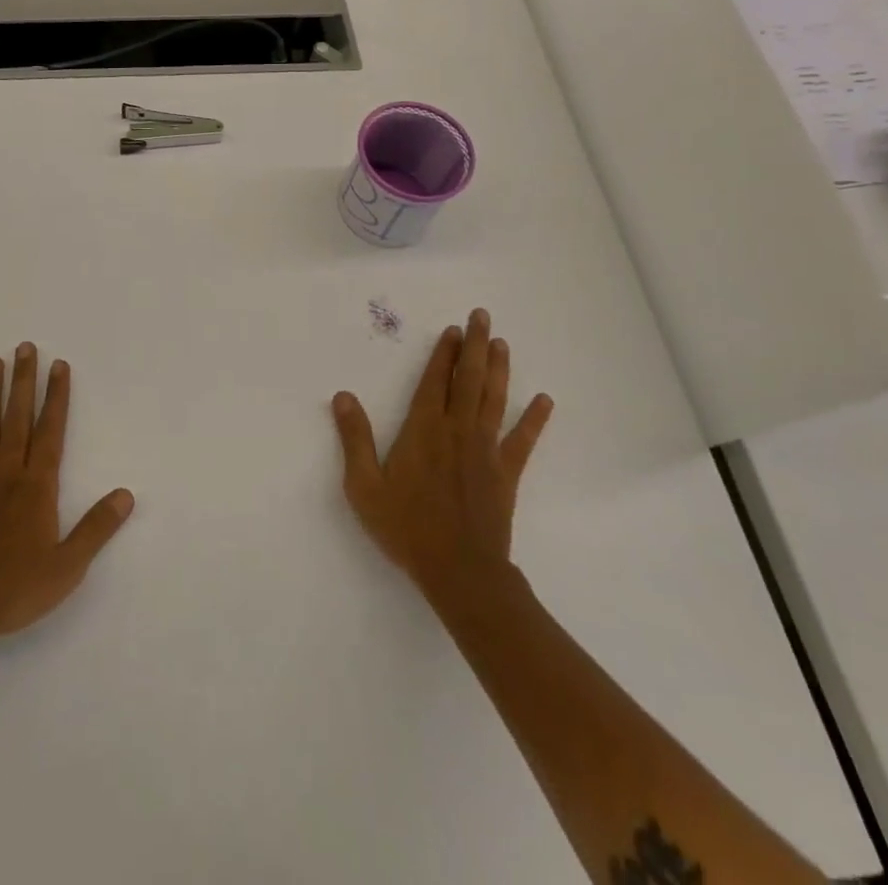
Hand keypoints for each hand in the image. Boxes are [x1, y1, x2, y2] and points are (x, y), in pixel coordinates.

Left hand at [0, 344, 133, 647]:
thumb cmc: (13, 590)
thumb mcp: (67, 567)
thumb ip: (96, 528)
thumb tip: (127, 494)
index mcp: (37, 488)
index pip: (51, 431)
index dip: (57, 397)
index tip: (59, 366)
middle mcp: (7, 475)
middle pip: (18, 419)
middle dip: (24, 382)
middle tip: (25, 347)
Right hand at [330, 308, 552, 613]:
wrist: (459, 571)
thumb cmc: (406, 527)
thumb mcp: (364, 486)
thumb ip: (355, 438)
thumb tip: (343, 396)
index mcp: (423, 430)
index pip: (434, 381)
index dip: (443, 354)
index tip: (453, 330)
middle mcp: (457, 430)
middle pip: (468, 379)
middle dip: (475, 346)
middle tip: (482, 316)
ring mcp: (485, 451)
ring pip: (494, 400)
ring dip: (499, 369)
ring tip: (502, 343)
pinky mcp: (506, 474)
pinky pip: (523, 440)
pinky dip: (534, 419)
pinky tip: (544, 400)